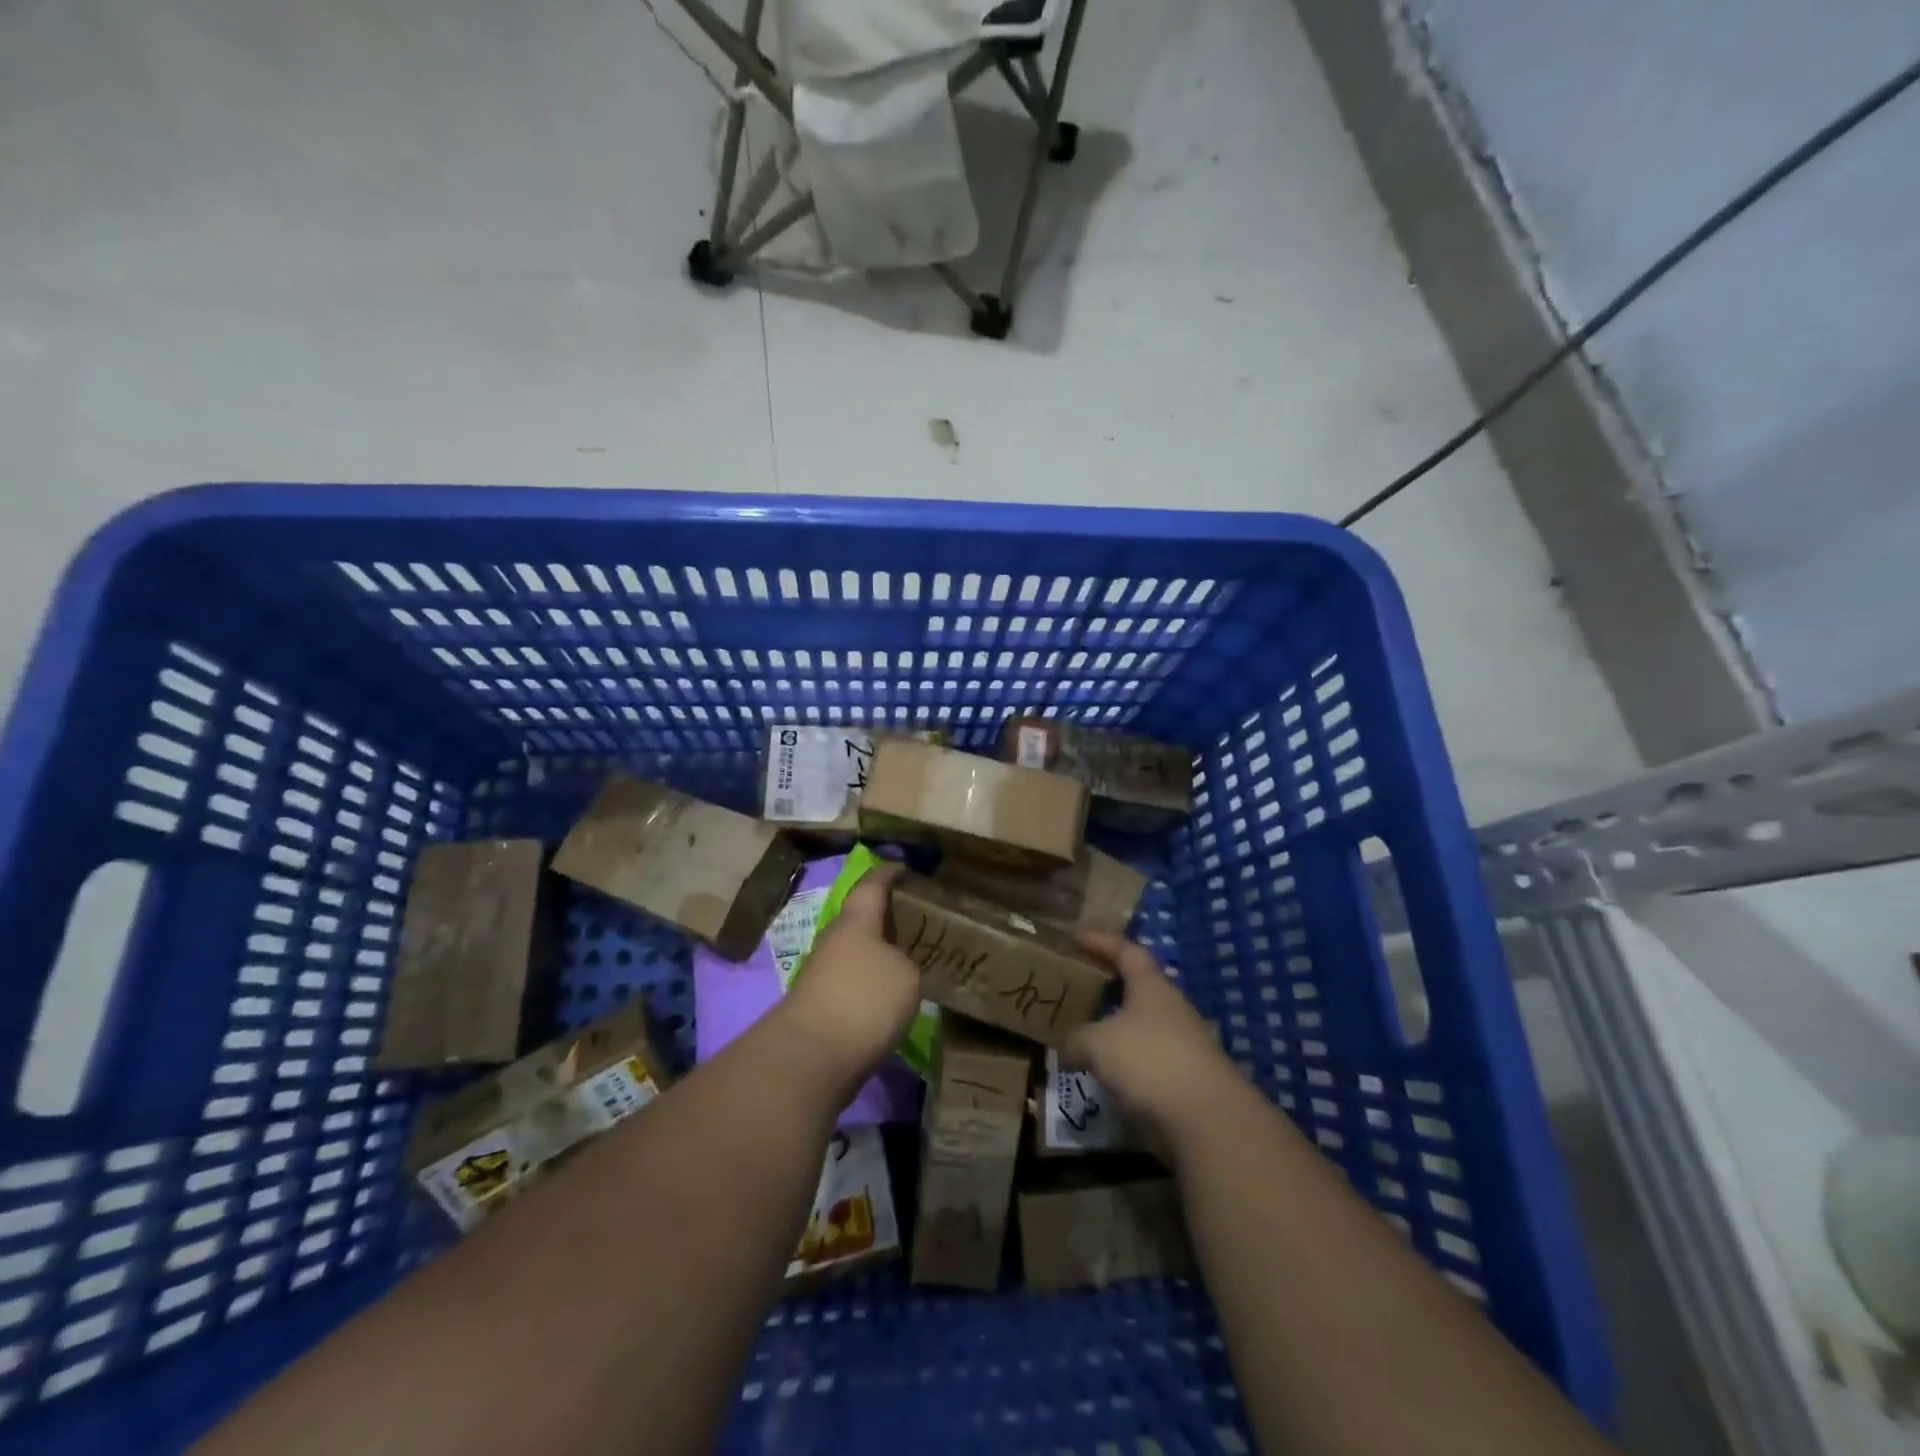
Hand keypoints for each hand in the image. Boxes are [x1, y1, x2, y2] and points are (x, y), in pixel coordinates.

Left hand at [781, 864, 922, 1081]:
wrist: (810, 1056)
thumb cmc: (863, 999)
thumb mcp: (906, 975)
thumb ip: (906, 963)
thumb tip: (896, 969)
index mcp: (856, 921)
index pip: (872, 885)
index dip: (888, 874)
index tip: (903, 868)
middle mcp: (835, 940)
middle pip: (860, 920)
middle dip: (884, 918)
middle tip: (914, 921)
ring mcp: (822, 974)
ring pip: (855, 954)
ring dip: (877, 955)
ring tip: (907, 961)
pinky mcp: (818, 1007)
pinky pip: (851, 983)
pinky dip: (869, 984)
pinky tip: (888, 999)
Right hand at [1063, 932, 1240, 1150]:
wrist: (1208, 1121)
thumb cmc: (1149, 1061)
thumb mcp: (1097, 1044)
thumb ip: (1076, 1039)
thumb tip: (1068, 1045)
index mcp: (1152, 986)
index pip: (1127, 950)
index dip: (1101, 941)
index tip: (1075, 937)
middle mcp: (1171, 1009)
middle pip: (1137, 988)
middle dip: (1107, 986)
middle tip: (1076, 986)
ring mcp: (1182, 1046)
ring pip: (1141, 1027)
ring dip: (1114, 1029)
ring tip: (1083, 1034)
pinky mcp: (1185, 1081)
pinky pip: (1146, 1061)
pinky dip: (1124, 1063)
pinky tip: (1103, 1075)